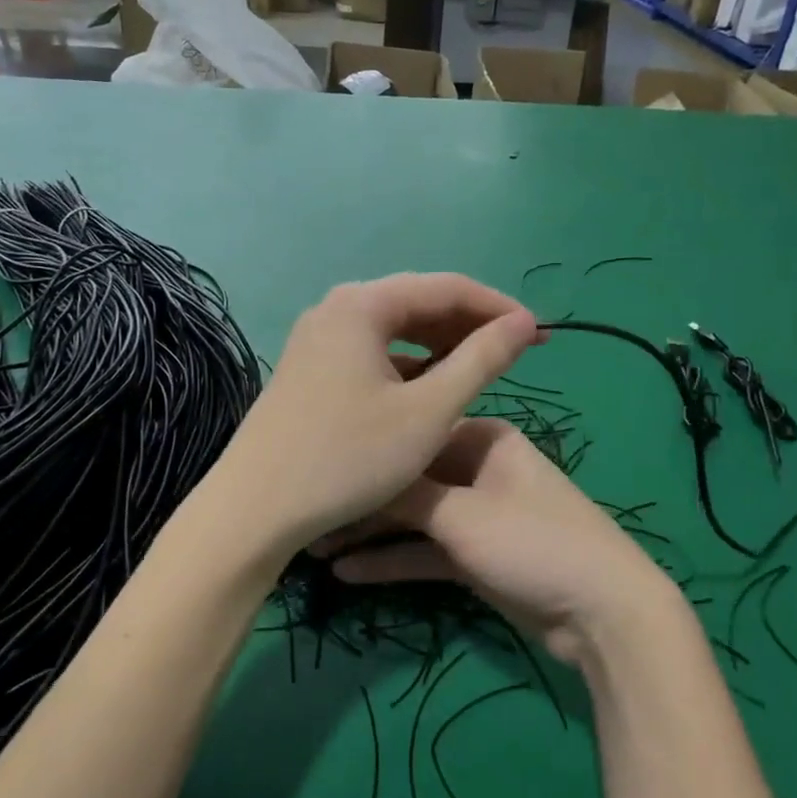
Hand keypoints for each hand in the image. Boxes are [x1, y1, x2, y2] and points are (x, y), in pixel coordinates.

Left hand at [214, 275, 538, 555]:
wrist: (255, 510)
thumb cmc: (348, 458)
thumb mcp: (428, 412)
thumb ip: (481, 360)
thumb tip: (524, 323)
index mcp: (362, 304)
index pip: (447, 287)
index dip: (498, 308)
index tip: (541, 335)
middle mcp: (335, 308)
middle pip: (417, 303)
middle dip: (469, 325)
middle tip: (516, 354)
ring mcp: (316, 339)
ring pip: (393, 330)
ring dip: (439, 346)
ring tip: (478, 371)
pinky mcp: (308, 368)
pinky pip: (370, 353)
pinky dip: (406, 366)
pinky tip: (426, 391)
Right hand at [321, 419, 681, 664]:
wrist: (602, 612)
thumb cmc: (532, 541)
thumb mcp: (461, 514)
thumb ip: (405, 494)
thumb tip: (351, 475)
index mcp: (482, 438)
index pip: (411, 440)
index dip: (366, 462)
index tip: (320, 480)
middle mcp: (477, 468)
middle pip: (408, 482)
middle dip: (363, 505)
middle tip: (311, 524)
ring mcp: (478, 514)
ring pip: (414, 519)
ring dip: (372, 535)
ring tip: (316, 550)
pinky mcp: (477, 555)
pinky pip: (427, 551)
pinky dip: (394, 560)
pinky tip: (347, 572)